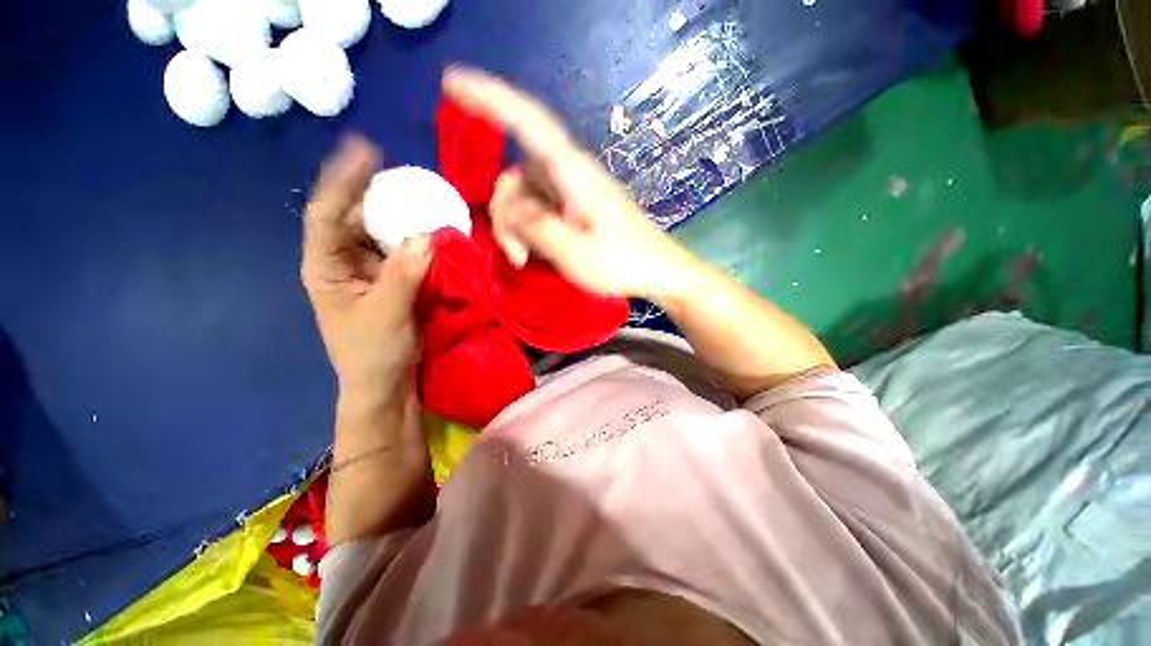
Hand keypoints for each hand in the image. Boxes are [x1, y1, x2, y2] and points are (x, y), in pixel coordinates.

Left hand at [301, 135, 432, 398]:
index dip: (343, 181)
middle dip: (373, 191)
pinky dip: (416, 238)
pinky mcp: (392, 278)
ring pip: (380, 232)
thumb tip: (427, 235)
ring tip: (420, 194)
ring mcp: (369, 269)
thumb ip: (404, 274)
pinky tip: (431, 228)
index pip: (326, 214)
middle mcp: (343, 260)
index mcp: (326, 267)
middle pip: (353, 215)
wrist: (386, 381)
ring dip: (399, 215)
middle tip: (403, 172)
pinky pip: (402, 250)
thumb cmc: (373, 352)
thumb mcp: (386, 314)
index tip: (365, 151)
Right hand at [442, 67, 701, 304]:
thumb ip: (535, 226)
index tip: (450, 83)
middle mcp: (569, 173)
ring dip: (516, 229)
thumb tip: (510, 208)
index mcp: (572, 173)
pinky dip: (530, 230)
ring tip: (526, 260)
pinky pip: (539, 209)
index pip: (527, 121)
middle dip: (505, 215)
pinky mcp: (575, 207)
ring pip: (524, 196)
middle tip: (516, 256)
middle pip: (516, 175)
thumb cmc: (622, 263)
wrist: (659, 272)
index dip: (488, 98)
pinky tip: (535, 254)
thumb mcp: (573, 253)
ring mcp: (572, 191)